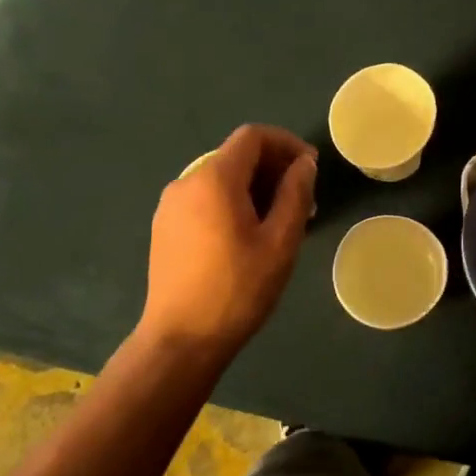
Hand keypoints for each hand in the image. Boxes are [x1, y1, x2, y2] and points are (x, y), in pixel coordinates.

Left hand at [138, 125, 316, 367]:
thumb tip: (304, 164)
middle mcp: (187, 181)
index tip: (311, 168)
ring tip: (281, 223)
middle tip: (304, 202)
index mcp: (214, 178)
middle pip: (236, 156)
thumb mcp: (280, 241)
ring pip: (221, 179)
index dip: (287, 143)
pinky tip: (249, 236)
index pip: (253, 137)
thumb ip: (295, 194)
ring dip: (255, 188)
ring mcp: (170, 205)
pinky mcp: (165, 228)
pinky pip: (205, 199)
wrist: (182, 339)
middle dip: (274, 169)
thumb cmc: (238, 289)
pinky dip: (232, 203)